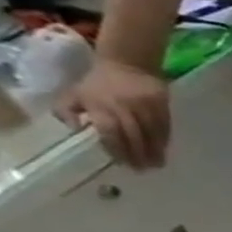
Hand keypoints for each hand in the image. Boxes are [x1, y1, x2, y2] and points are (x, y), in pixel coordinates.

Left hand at [55, 58, 171, 169]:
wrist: (128, 63)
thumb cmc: (99, 81)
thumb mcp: (74, 92)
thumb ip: (66, 110)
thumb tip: (73, 128)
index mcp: (99, 105)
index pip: (110, 132)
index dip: (117, 149)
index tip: (123, 163)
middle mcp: (123, 107)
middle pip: (133, 135)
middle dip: (138, 154)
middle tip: (142, 169)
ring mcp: (145, 106)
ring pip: (151, 133)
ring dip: (154, 150)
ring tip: (156, 164)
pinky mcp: (162, 106)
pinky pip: (164, 127)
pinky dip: (164, 140)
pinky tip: (163, 149)